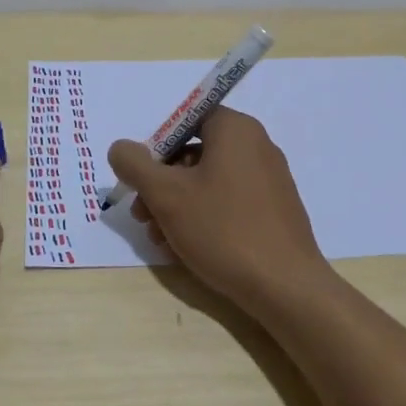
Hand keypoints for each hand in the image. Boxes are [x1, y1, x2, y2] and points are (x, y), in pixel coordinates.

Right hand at [107, 106, 331, 307]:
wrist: (285, 286)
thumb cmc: (222, 229)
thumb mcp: (166, 195)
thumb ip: (135, 165)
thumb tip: (120, 148)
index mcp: (235, 129)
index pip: (186, 119)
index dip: (157, 146)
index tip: (142, 179)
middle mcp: (256, 146)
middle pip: (194, 153)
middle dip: (161, 184)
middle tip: (142, 216)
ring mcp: (269, 179)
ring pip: (208, 182)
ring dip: (177, 206)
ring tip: (160, 239)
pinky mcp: (274, 210)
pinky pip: (229, 202)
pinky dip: (203, 217)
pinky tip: (185, 248)